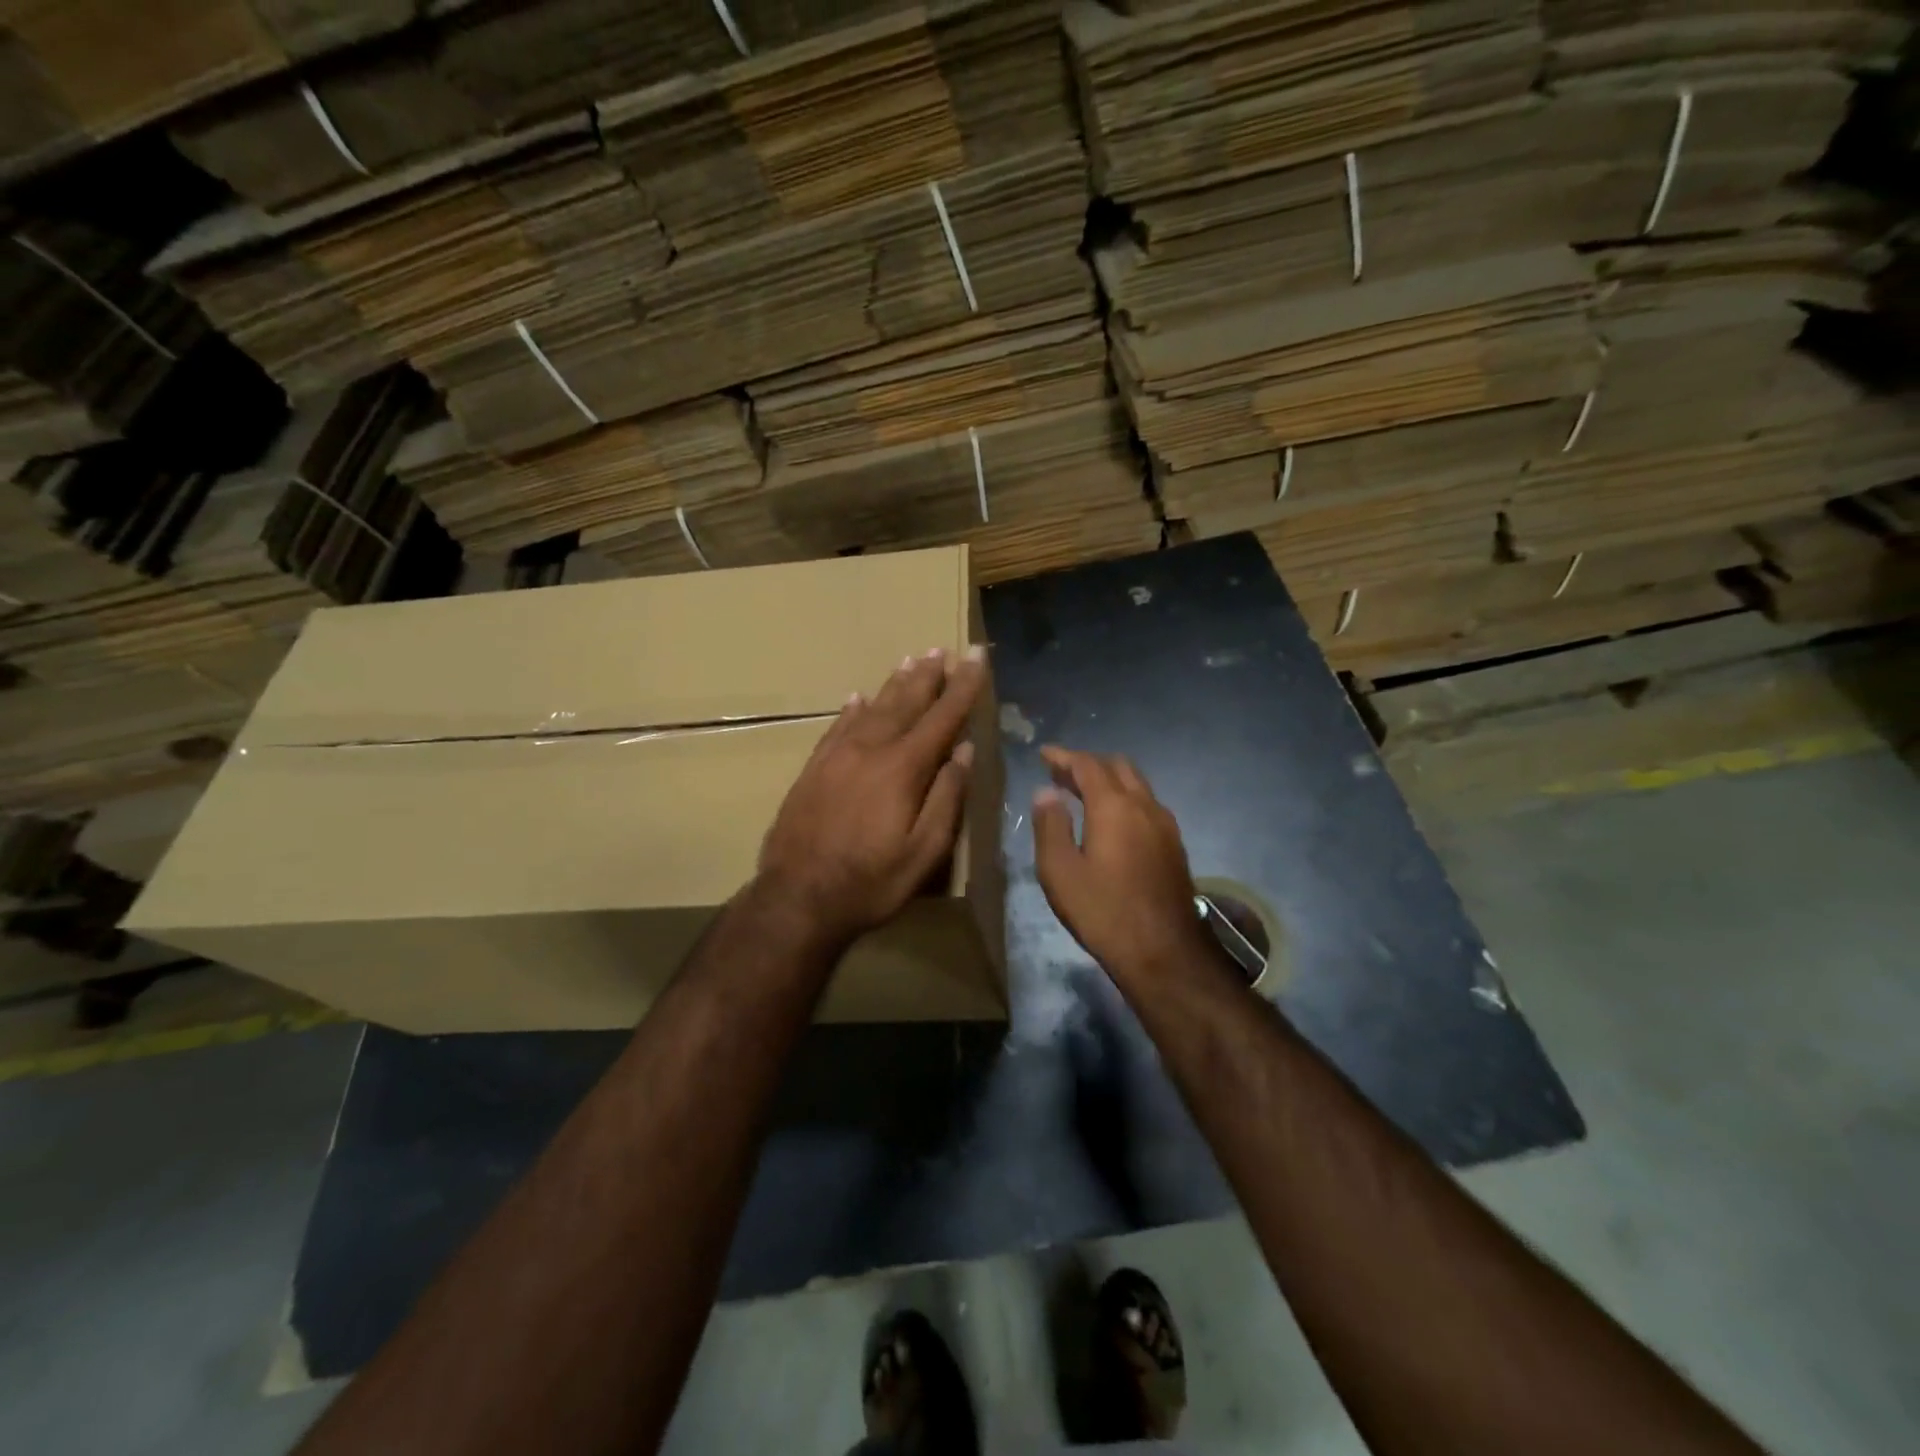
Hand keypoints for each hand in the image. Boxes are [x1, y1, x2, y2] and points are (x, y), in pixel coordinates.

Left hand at [757, 646, 985, 945]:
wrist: (796, 898)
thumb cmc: (870, 882)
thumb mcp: (924, 852)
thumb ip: (946, 798)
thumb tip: (964, 752)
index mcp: (902, 768)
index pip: (942, 717)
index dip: (963, 685)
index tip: (975, 656)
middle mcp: (869, 750)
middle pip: (904, 703)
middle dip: (928, 676)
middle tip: (942, 649)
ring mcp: (836, 757)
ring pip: (871, 708)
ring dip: (894, 684)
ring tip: (910, 661)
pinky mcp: (812, 769)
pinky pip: (836, 727)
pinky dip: (852, 709)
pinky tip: (858, 698)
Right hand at [1031, 746, 1214, 984]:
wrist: (1164, 951)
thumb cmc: (1103, 911)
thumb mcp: (1059, 871)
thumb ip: (1050, 825)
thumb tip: (1046, 792)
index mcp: (1114, 806)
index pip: (1087, 765)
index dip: (1063, 756)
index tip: (1044, 754)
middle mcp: (1144, 805)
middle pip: (1117, 766)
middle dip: (1088, 763)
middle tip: (1061, 774)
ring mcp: (1165, 824)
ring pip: (1137, 784)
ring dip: (1109, 780)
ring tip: (1082, 794)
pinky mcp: (1175, 845)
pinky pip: (1147, 804)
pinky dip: (1125, 798)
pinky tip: (1112, 821)